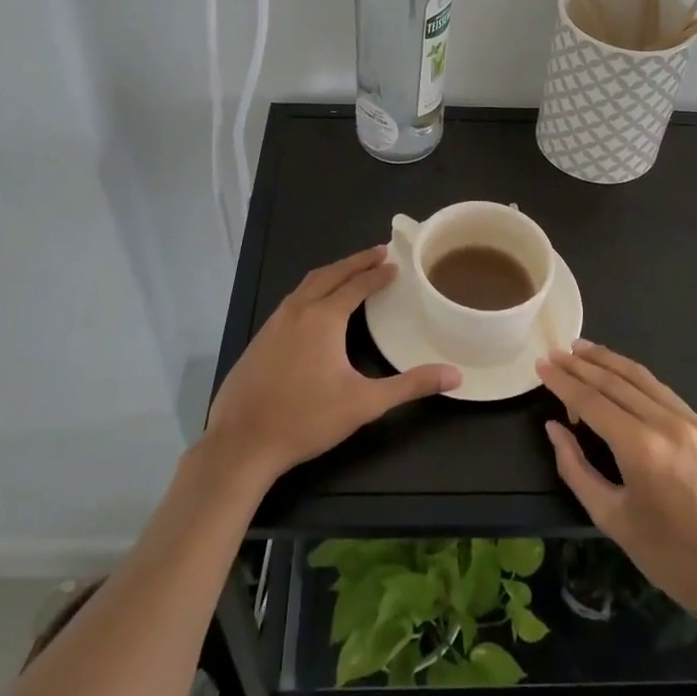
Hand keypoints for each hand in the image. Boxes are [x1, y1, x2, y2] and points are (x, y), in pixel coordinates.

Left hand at [204, 246, 458, 485]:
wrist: (241, 443)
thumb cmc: (306, 419)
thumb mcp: (364, 403)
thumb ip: (410, 386)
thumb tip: (455, 376)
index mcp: (323, 317)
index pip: (356, 285)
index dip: (377, 273)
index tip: (395, 262)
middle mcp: (297, 310)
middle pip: (330, 274)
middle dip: (355, 261)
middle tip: (378, 252)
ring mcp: (273, 323)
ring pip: (306, 285)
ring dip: (331, 274)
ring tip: (349, 272)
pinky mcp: (259, 340)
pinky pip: (291, 302)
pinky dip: (311, 291)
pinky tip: (314, 308)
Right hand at [537, 341, 696, 627]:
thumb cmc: (676, 559)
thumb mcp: (615, 521)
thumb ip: (577, 470)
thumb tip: (555, 429)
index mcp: (640, 447)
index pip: (591, 400)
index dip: (563, 381)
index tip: (541, 365)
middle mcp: (666, 422)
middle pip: (615, 380)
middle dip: (582, 364)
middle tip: (556, 352)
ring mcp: (692, 421)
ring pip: (641, 378)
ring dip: (609, 360)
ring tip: (582, 349)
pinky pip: (662, 391)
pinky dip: (635, 376)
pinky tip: (622, 374)